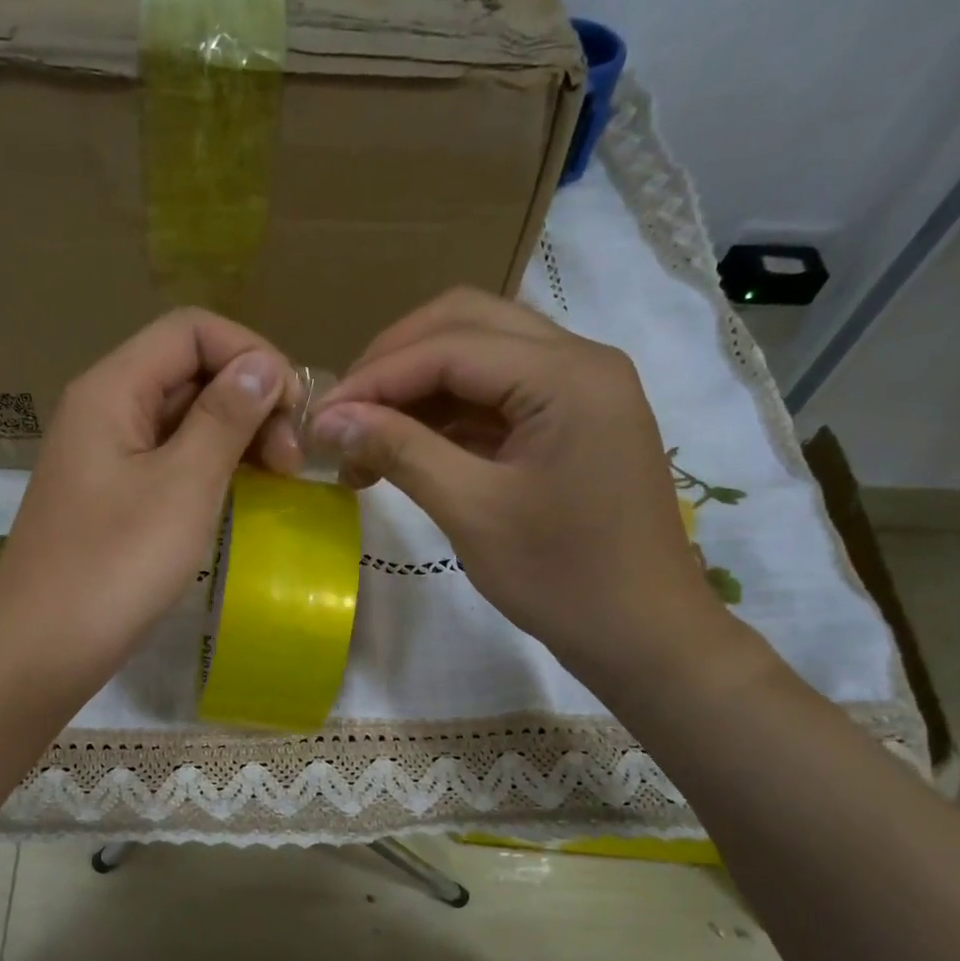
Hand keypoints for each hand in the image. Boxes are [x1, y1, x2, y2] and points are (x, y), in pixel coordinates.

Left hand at [0, 308, 295, 706]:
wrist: (41, 650)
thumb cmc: (114, 567)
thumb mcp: (182, 487)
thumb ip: (225, 418)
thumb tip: (263, 365)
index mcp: (112, 389)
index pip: (191, 331)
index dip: (251, 355)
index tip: (295, 412)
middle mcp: (103, 410)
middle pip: (188, 371)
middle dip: (250, 401)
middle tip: (291, 462)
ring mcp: (104, 457)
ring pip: (181, 420)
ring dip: (235, 437)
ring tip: (276, 481)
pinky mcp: (110, 499)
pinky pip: (167, 462)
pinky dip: (209, 469)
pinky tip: (238, 498)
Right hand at [310, 287, 740, 690]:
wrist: (642, 635)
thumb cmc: (562, 579)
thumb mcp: (472, 512)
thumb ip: (400, 451)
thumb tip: (328, 419)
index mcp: (567, 374)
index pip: (449, 345)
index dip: (374, 377)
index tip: (317, 418)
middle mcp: (579, 360)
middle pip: (466, 325)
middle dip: (393, 364)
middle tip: (342, 415)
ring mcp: (580, 390)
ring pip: (480, 356)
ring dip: (416, 388)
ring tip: (364, 440)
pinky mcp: (572, 422)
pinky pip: (497, 395)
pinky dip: (445, 414)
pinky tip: (406, 448)